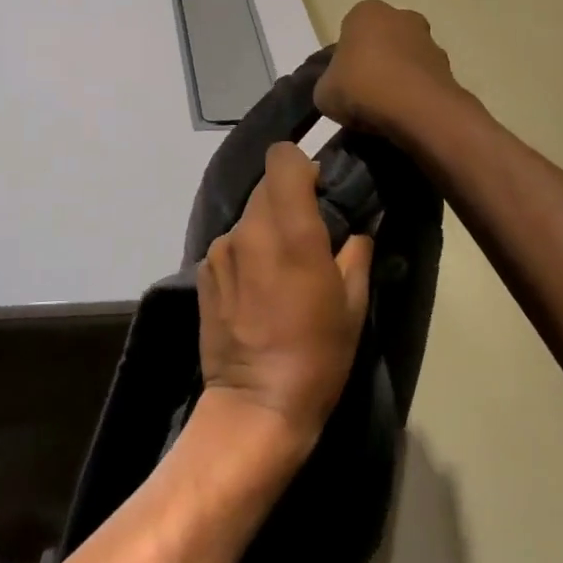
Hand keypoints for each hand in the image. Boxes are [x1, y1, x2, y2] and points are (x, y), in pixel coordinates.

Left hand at [197, 144, 373, 455]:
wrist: (255, 404)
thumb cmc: (317, 356)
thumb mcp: (353, 306)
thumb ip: (356, 253)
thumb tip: (358, 227)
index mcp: (291, 231)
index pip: (283, 159)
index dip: (301, 166)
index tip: (318, 190)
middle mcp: (250, 229)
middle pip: (266, 186)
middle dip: (288, 199)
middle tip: (308, 233)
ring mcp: (220, 248)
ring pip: (248, 215)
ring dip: (266, 226)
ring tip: (281, 268)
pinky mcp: (203, 269)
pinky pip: (231, 242)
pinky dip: (246, 251)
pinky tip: (256, 288)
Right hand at [315, 0, 463, 142]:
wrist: (418, 111)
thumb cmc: (362, 88)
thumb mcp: (323, 92)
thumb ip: (328, 85)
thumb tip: (337, 90)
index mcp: (366, 13)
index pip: (349, 31)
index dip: (344, 58)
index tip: (341, 81)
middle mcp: (401, 17)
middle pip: (381, 41)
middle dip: (374, 62)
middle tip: (361, 94)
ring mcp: (430, 41)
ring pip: (405, 60)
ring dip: (397, 79)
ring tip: (384, 112)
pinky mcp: (449, 68)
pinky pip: (422, 81)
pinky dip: (414, 95)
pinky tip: (403, 117)